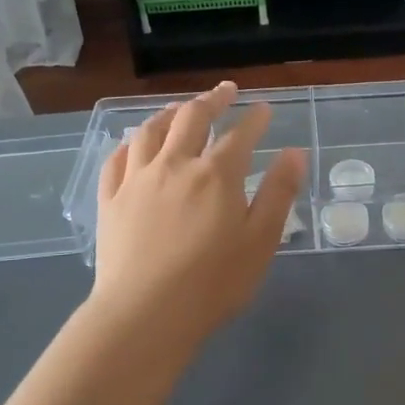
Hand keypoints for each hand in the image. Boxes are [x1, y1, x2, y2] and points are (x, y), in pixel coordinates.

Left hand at [90, 82, 306, 351]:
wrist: (145, 314)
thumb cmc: (213, 283)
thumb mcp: (260, 241)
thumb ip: (278, 193)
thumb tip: (294, 153)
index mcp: (216, 174)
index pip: (240, 134)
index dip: (255, 118)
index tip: (264, 108)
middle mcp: (175, 164)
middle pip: (192, 118)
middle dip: (213, 99)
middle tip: (225, 90)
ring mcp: (137, 179)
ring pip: (150, 130)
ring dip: (169, 112)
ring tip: (180, 108)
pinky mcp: (110, 199)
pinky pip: (117, 159)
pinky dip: (129, 143)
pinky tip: (134, 143)